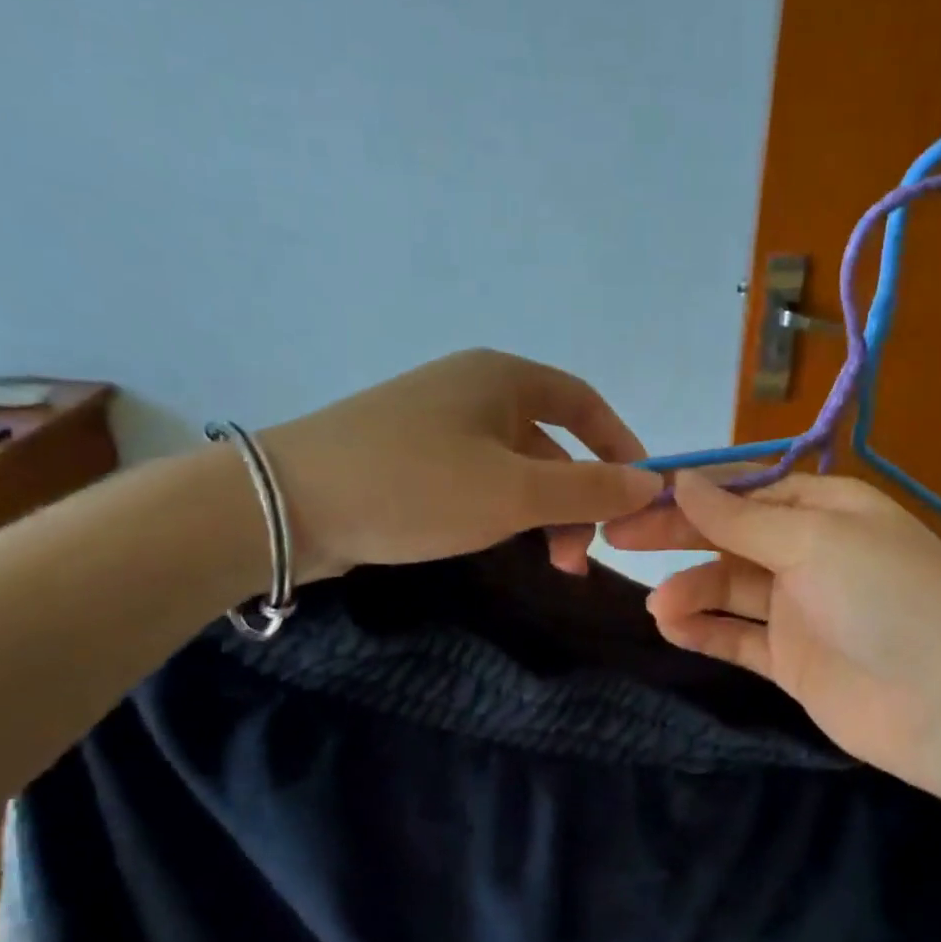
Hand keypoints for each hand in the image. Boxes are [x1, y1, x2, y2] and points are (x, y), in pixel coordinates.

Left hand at [259, 350, 661, 580]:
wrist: (287, 505)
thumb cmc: (416, 485)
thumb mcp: (515, 491)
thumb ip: (590, 489)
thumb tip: (652, 483)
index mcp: (503, 378)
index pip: (584, 403)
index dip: (619, 446)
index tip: (639, 494)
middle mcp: (473, 390)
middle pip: (551, 442)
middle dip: (578, 499)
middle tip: (582, 556)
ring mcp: (436, 423)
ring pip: (514, 467)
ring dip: (542, 512)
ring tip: (550, 563)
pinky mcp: (408, 458)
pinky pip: (478, 479)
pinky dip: (502, 510)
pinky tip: (498, 543)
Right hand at [605, 472, 940, 788]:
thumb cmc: (885, 596)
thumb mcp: (813, 539)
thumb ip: (740, 517)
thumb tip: (682, 481)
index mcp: (827, 509)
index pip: (747, 492)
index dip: (694, 494)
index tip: (639, 497)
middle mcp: (811, 553)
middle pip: (731, 538)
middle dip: (678, 537)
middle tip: (617, 538)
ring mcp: (801, 610)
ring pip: (729, 589)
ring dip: (690, 590)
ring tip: (658, 605)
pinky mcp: (791, 661)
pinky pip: (737, 638)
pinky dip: (704, 630)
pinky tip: (672, 626)